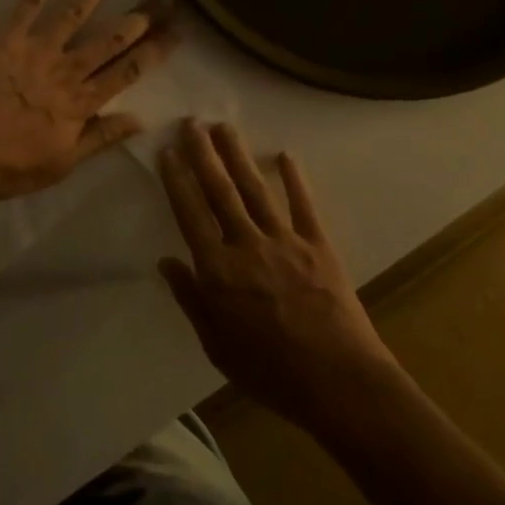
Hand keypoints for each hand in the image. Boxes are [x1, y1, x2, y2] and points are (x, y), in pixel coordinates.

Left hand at [0, 0, 176, 200]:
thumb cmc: (7, 165)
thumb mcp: (61, 164)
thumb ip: (101, 138)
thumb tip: (142, 119)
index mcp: (82, 103)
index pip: (129, 72)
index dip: (155, 51)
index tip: (178, 32)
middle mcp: (67, 70)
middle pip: (112, 38)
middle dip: (142, 15)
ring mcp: (38, 49)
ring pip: (77, 11)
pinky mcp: (8, 36)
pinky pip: (30, 1)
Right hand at [158, 121, 396, 427]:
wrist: (338, 381)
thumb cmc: (270, 371)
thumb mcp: (216, 345)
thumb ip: (191, 299)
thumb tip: (166, 261)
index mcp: (218, 270)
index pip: (190, 214)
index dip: (177, 180)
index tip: (167, 151)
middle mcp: (247, 245)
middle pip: (220, 191)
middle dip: (203, 154)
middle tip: (192, 122)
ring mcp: (285, 241)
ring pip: (255, 189)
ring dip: (238, 155)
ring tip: (224, 127)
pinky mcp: (318, 245)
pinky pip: (304, 205)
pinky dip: (295, 179)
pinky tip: (286, 155)